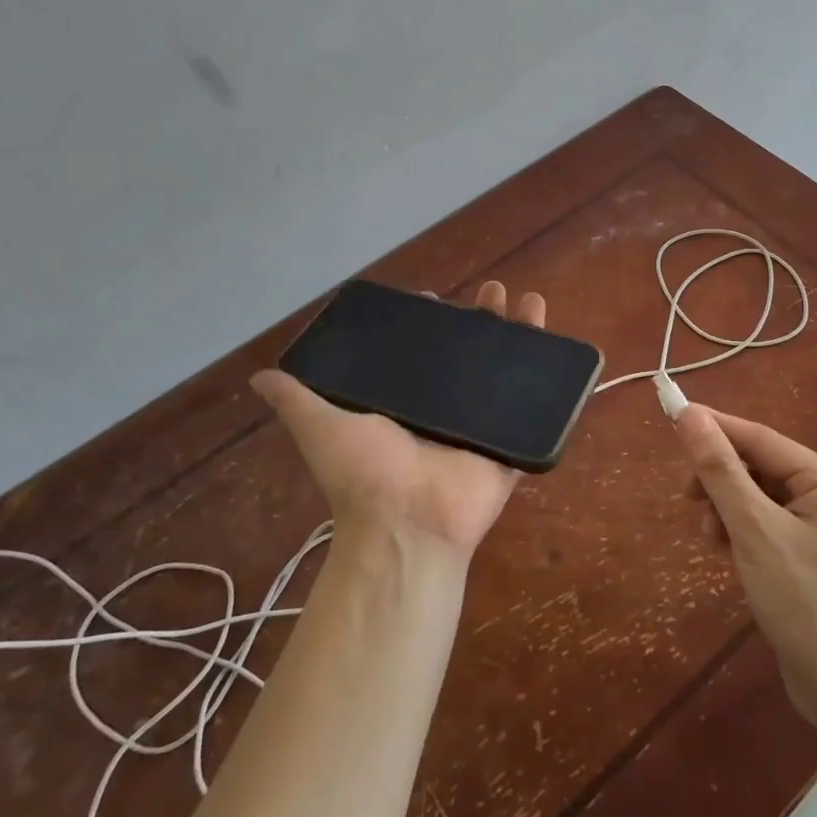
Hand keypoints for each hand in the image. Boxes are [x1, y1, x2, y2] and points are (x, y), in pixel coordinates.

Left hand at [251, 281, 545, 557]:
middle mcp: (445, 407)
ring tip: (528, 301)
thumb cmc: (365, 473)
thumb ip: (297, 399)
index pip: (420, 351)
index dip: (428, 323)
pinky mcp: (509, 440)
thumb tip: (260, 375)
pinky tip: (555, 342)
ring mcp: (481, 423)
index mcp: (406, 400)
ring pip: (505, 370)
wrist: (407, 525)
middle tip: (491, 291)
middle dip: (481, 319)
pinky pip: (534, 404)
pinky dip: (549, 376)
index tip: (433, 298)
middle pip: (469, 353)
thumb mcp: (321, 427)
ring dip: (519, 334)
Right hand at [675, 405, 816, 727]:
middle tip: (688, 499)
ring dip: (727, 511)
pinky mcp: (808, 561)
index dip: (715, 428)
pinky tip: (727, 556)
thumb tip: (689, 414)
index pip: (760, 438)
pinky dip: (740, 534)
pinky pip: (765, 528)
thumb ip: (721, 470)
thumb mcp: (754, 529)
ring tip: (712, 541)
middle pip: (759, 468)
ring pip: (757, 499)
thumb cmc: (805, 602)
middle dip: (720, 481)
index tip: (671, 419)